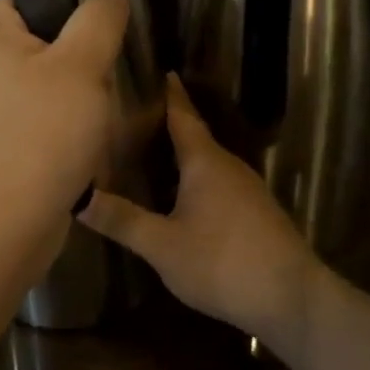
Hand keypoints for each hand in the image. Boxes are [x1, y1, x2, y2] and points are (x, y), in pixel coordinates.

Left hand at [0, 0, 129, 250]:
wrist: (0, 227)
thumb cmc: (40, 135)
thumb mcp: (82, 66)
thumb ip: (99, 19)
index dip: (74, 14)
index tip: (103, 41)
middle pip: (41, 43)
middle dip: (79, 64)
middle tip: (100, 87)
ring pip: (42, 85)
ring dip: (73, 100)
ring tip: (91, 122)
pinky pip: (33, 119)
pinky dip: (56, 129)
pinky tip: (75, 148)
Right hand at [81, 74, 322, 353]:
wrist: (292, 299)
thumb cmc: (222, 263)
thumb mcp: (162, 245)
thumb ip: (121, 219)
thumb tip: (77, 195)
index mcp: (205, 161)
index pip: (182, 115)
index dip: (169, 93)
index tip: (157, 69)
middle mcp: (228, 166)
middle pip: (194, 135)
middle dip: (167, 122)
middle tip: (133, 114)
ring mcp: (246, 189)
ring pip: (206, 161)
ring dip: (181, 152)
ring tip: (149, 149)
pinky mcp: (255, 212)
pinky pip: (217, 181)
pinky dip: (194, 176)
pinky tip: (179, 193)